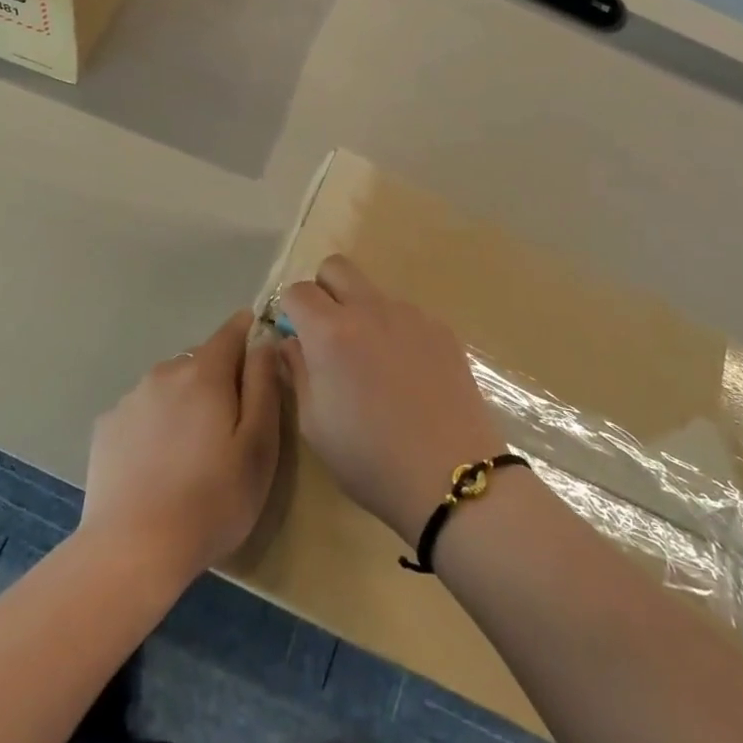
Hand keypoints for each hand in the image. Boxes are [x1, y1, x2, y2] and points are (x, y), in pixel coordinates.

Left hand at [81, 311, 282, 584]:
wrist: (132, 550)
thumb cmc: (212, 499)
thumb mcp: (259, 445)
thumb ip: (264, 384)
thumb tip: (264, 341)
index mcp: (204, 372)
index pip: (233, 330)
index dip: (251, 335)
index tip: (261, 360)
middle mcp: (164, 372)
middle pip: (201, 360)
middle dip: (220, 379)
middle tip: (231, 427)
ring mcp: (130, 398)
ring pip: (170, 385)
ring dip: (185, 401)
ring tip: (192, 451)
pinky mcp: (106, 426)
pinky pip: (142, 411)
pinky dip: (155, 424)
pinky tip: (157, 464)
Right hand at [279, 256, 501, 540]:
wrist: (452, 475)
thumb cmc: (370, 459)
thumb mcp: (314, 424)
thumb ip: (298, 371)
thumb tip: (291, 342)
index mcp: (331, 332)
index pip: (297, 290)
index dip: (290, 311)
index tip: (297, 338)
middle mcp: (370, 309)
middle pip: (336, 267)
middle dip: (324, 290)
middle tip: (328, 333)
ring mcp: (410, 315)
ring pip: (373, 292)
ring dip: (363, 312)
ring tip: (374, 364)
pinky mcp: (441, 328)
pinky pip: (406, 314)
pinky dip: (395, 331)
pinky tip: (407, 374)